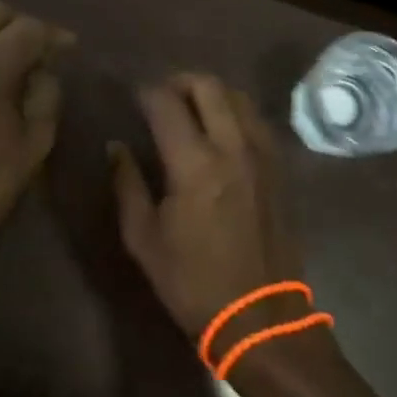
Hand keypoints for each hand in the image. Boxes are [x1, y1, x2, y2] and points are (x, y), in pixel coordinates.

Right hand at [111, 75, 303, 341]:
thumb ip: (127, 184)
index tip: (134, 96)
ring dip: (211, 93)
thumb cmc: (193, 282)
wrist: (260, 315)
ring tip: (191, 110)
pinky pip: (257, 120)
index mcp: (194, 164)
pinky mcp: (279, 166)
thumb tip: (116, 146)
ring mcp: (262, 154)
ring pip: (238, 96)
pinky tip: (221, 131)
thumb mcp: (144, 239)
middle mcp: (232, 147)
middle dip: (179, 81)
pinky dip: (235, 112)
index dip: (146, 92)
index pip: (166, 104)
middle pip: (208, 85)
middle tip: (162, 97)